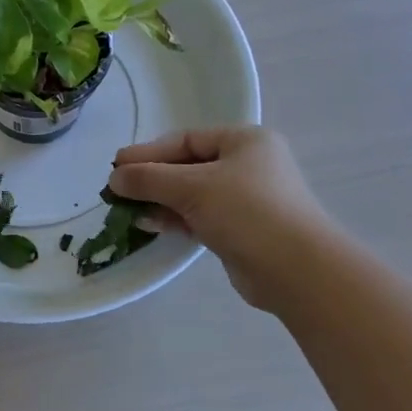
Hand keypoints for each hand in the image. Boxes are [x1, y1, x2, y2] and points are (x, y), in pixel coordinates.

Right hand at [108, 127, 330, 309]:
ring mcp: (246, 200)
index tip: (116, 165)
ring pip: (192, 194)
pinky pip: (200, 217)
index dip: (148, 152)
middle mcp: (248, 165)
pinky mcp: (241, 231)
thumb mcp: (192, 187)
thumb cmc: (247, 211)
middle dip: (152, 178)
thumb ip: (149, 178)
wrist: (296, 270)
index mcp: (245, 141)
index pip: (186, 139)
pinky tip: (148, 224)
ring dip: (159, 200)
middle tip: (116, 188)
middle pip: (188, 166)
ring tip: (125, 208)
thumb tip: (114, 178)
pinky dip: (175, 218)